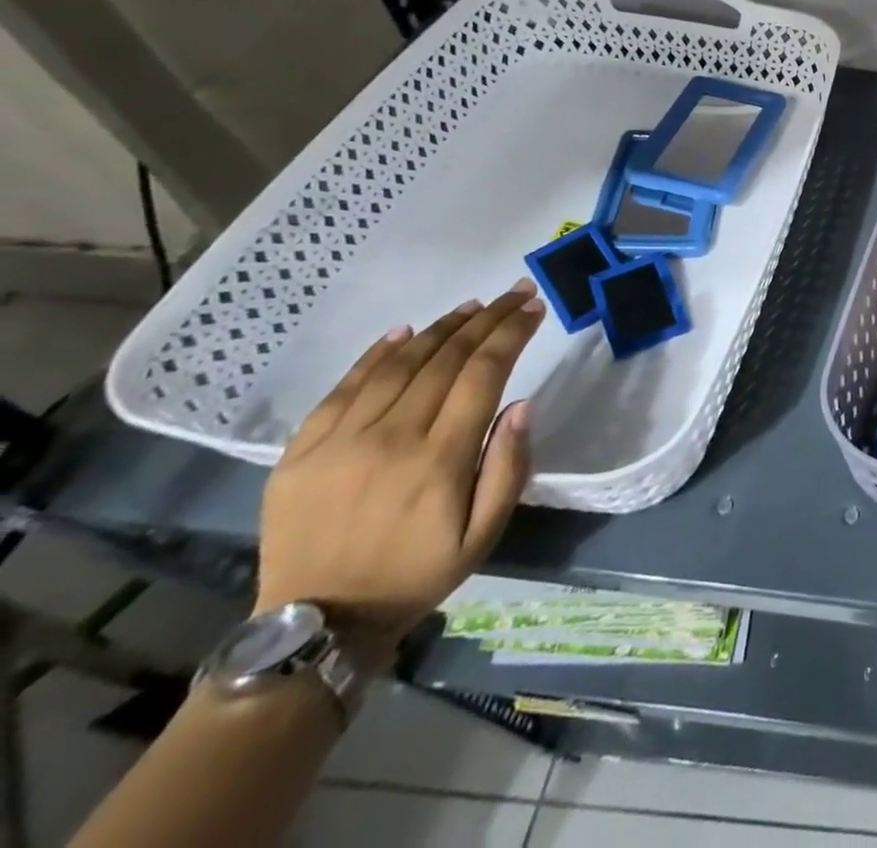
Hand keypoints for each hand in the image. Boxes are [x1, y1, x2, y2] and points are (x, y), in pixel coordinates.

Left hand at [254, 282, 545, 655]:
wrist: (318, 625)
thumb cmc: (417, 574)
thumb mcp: (484, 534)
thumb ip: (508, 467)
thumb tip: (522, 404)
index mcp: (438, 460)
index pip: (484, 374)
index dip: (511, 334)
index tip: (534, 308)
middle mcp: (390, 438)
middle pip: (446, 359)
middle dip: (487, 319)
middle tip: (515, 293)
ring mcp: (340, 442)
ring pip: (399, 364)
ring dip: (441, 328)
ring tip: (472, 306)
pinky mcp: (301, 451)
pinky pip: (344, 387)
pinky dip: (377, 353)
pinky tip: (405, 331)